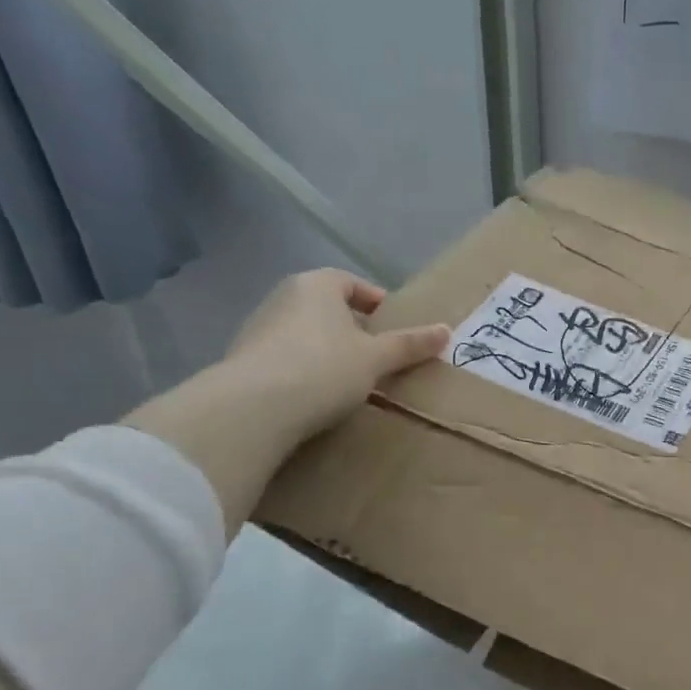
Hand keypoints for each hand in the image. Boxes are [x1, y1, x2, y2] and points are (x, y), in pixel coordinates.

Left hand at [126, 271, 448, 537]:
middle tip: (378, 354)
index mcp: (316, 285)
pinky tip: (319, 394)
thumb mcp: (377, 358)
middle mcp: (283, 297)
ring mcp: (259, 327)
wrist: (255, 407)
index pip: (351, 282)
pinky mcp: (245, 359)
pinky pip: (287, 356)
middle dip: (353, 327)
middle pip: (327, 306)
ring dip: (328, 349)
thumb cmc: (325, 368)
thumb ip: (410, 344)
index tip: (394, 326)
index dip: (376, 301)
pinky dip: (305, 368)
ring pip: (306, 332)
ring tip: (351, 378)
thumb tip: (446, 330)